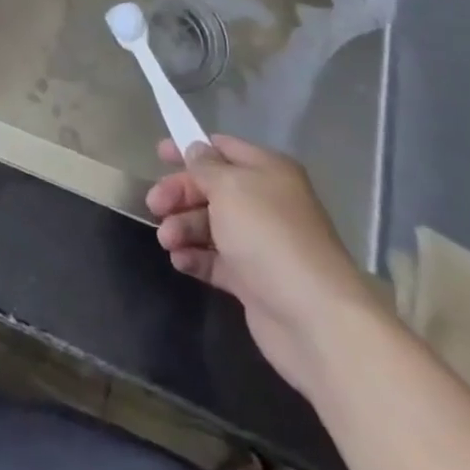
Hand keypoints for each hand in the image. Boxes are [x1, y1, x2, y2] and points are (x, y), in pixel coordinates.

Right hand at [145, 135, 384, 396]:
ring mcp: (260, 244)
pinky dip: (195, 257)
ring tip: (167, 241)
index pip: (223, 149)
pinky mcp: (254, 281)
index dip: (190, 148)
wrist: (315, 320)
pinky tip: (180, 261)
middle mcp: (265, 203)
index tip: (158, 153)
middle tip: (154, 205)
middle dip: (180, 194)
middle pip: (211, 188)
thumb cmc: (268, 236)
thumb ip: (205, 166)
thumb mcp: (229, 187)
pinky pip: (216, 260)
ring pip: (210, 225)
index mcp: (268, 172)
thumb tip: (196, 150)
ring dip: (183, 228)